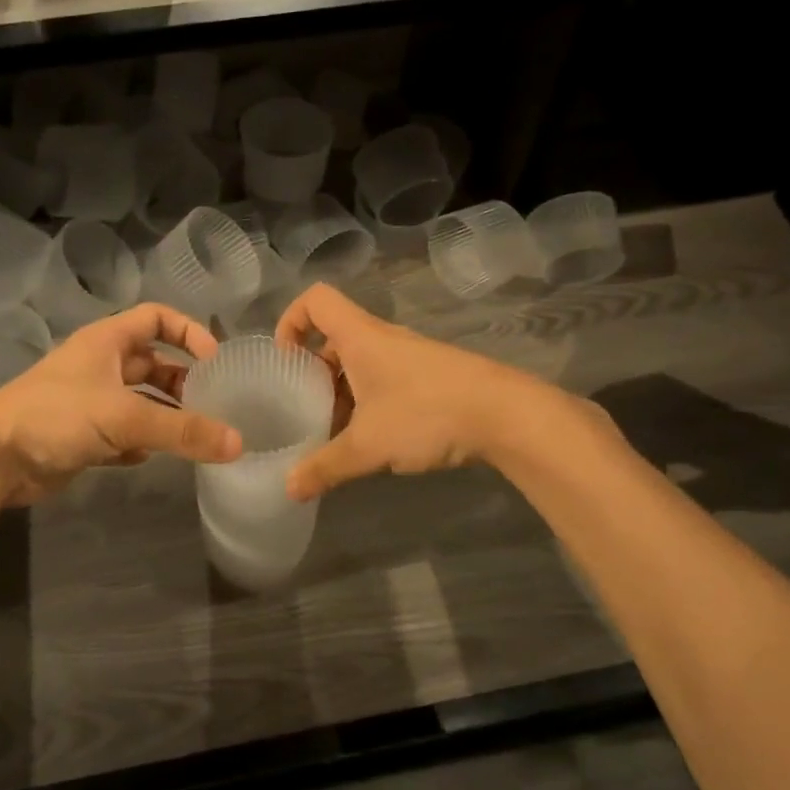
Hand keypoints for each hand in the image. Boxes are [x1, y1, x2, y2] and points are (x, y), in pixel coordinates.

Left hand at [0, 303, 241, 505]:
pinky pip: (122, 433)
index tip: (215, 360)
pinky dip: (139, 443)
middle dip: (183, 382)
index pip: (157, 318)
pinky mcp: (81, 435)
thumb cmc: (58, 416)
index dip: (189, 331)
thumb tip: (238, 443)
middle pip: (153, 364)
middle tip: (212, 406)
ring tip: (193, 436)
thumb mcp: (125, 417)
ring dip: (164, 415)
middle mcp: (100, 366)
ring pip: (140, 401)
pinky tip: (149, 457)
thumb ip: (183, 430)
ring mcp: (89, 401)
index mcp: (107, 341)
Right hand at [274, 283, 547, 500]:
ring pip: (360, 365)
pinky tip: (372, 441)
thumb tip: (288, 489)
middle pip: (334, 338)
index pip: (315, 300)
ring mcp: (409, 358)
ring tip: (333, 433)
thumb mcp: (367, 445)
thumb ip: (324, 467)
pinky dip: (368, 403)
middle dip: (312, 372)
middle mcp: (382, 339)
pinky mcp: (429, 378)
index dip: (290, 320)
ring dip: (341, 393)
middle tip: (301, 409)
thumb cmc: (426, 413)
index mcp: (360, 337)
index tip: (284, 360)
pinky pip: (384, 381)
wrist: (505, 414)